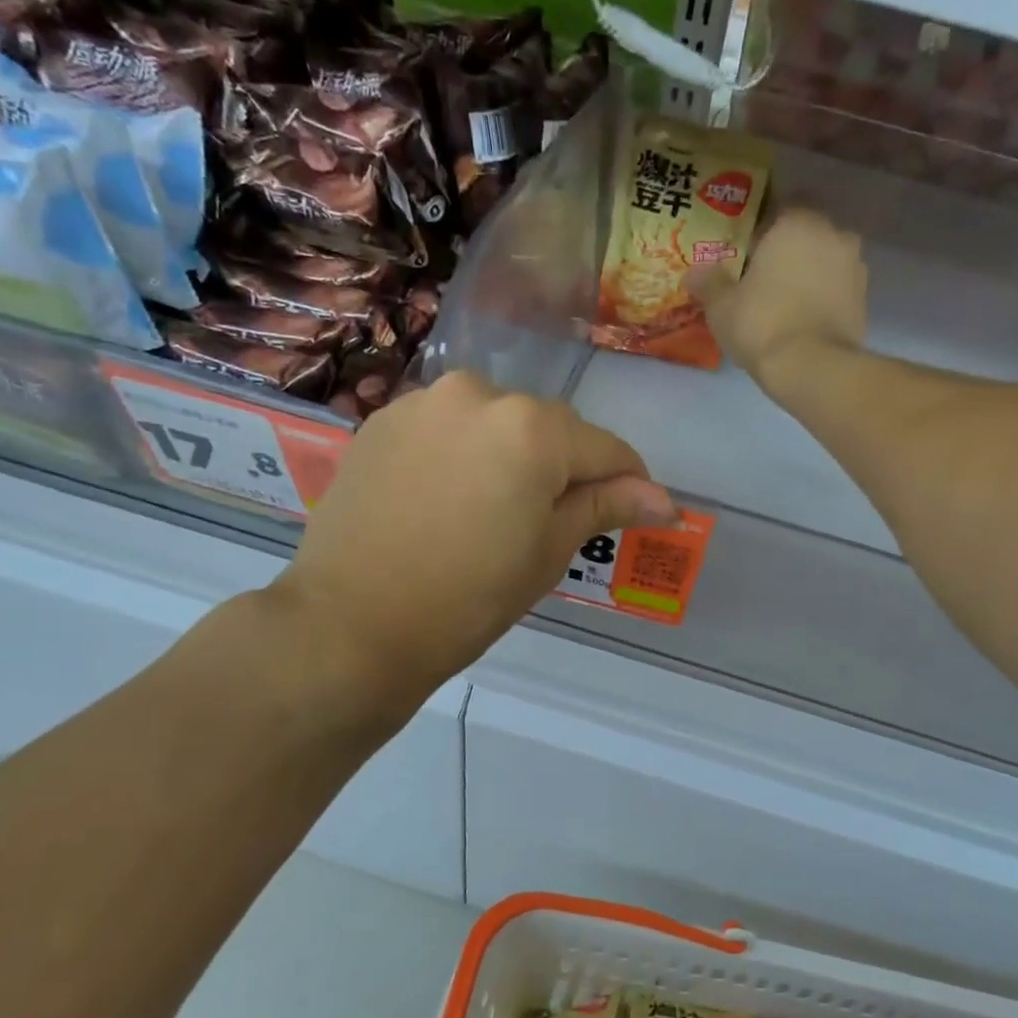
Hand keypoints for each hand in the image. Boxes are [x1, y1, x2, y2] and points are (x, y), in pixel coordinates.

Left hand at [276, 373, 676, 702]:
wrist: (351, 623)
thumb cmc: (469, 597)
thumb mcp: (549, 551)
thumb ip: (606, 507)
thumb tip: (665, 500)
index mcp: (532, 427)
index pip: (605, 448)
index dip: (628, 483)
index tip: (636, 512)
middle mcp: (479, 393)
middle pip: (548, 429)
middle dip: (562, 468)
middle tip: (553, 524)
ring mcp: (424, 403)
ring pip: (494, 424)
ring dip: (509, 456)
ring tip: (493, 513)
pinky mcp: (382, 421)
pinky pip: (447, 429)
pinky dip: (462, 455)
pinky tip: (448, 501)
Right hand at [688, 208, 868, 387]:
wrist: (812, 367)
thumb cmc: (762, 324)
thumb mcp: (722, 306)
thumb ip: (709, 282)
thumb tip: (695, 271)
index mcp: (797, 223)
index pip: (784, 205)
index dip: (765, 226)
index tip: (749, 250)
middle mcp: (834, 234)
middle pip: (808, 233)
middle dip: (790, 250)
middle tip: (764, 277)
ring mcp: (855, 267)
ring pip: (826, 260)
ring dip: (810, 273)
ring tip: (785, 302)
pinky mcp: (865, 299)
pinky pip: (838, 289)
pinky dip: (824, 298)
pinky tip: (804, 320)